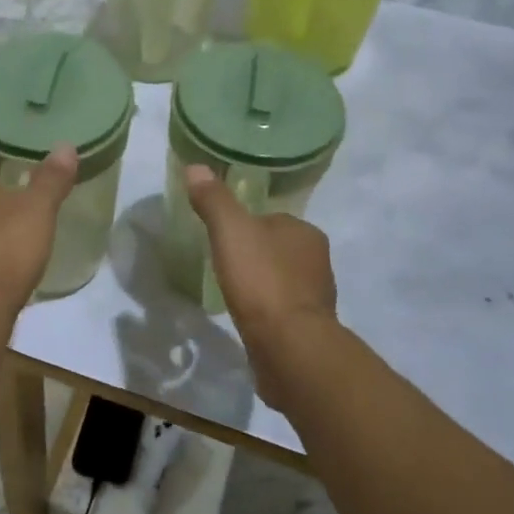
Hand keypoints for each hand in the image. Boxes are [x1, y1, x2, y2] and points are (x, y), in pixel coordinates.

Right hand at [184, 166, 336, 407]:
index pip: (271, 219)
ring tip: (234, 293)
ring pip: (282, 280)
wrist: (289, 347)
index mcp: (306, 232)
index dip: (245, 226)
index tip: (222, 238)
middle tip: (224, 265)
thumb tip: (195, 167)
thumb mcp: (231, 231)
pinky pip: (283, 310)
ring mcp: (317, 297)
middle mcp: (318, 261)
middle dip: (255, 256)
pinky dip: (267, 312)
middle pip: (277, 249)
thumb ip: (214, 200)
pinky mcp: (310, 329)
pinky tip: (249, 319)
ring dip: (262, 285)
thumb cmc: (262, 280)